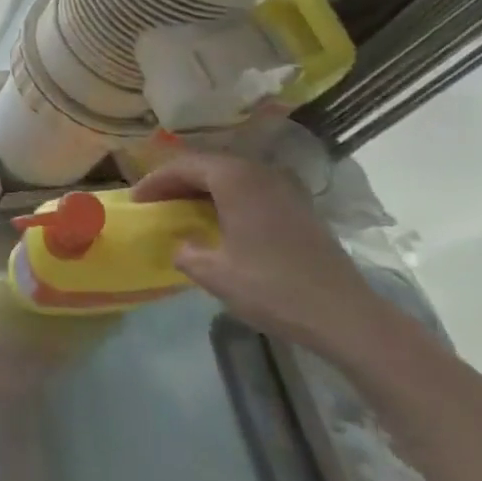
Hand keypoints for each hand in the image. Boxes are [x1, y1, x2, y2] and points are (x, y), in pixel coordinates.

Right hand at [131, 147, 397, 361]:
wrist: (345, 315)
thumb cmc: (273, 288)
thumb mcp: (215, 274)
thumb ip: (187, 253)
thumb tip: (182, 245)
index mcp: (235, 179)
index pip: (184, 167)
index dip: (155, 182)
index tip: (136, 201)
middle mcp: (260, 172)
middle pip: (208, 165)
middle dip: (177, 181)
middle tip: (155, 201)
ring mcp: (284, 187)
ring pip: (231, 176)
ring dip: (203, 189)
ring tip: (182, 209)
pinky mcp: (299, 206)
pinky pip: (251, 189)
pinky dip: (227, 198)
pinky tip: (220, 221)